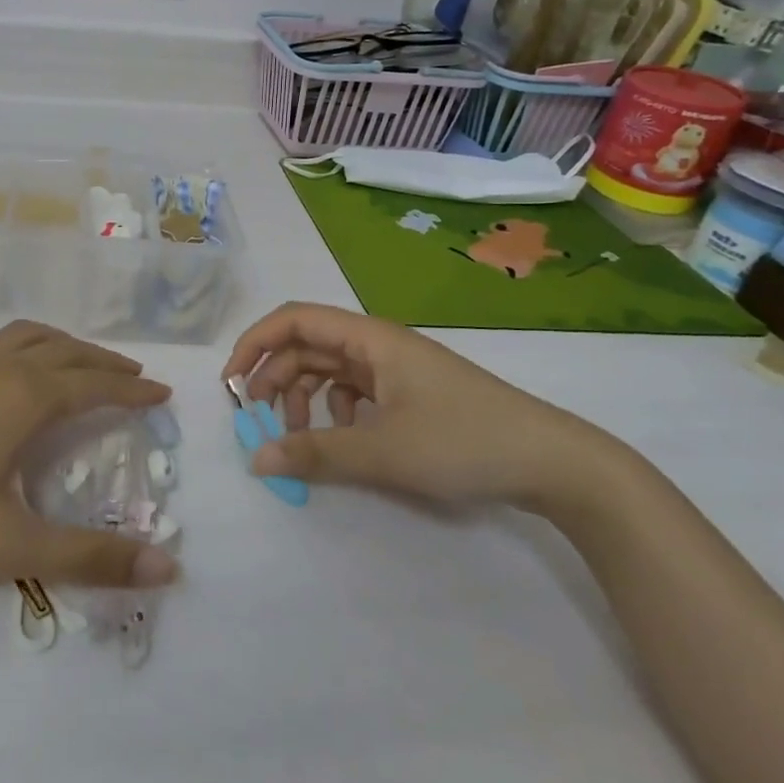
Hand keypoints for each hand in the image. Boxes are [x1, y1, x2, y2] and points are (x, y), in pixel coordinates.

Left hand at [0, 322, 179, 589]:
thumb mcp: (8, 546)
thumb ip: (88, 558)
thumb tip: (168, 569)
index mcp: (24, 396)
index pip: (94, 386)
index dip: (132, 391)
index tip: (161, 393)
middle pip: (65, 351)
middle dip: (104, 363)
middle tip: (132, 377)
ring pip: (27, 337)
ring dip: (64, 345)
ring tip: (80, 362)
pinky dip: (25, 346)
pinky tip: (10, 371)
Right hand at [222, 302, 608, 509]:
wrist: (553, 462)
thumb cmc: (463, 442)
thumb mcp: (383, 451)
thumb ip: (315, 453)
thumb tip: (255, 458)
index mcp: (370, 339)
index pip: (294, 320)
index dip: (255, 344)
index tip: (231, 385)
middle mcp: (378, 345)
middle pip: (307, 345)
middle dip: (274, 377)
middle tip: (257, 420)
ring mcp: (396, 370)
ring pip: (329, 369)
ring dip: (303, 396)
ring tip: (299, 436)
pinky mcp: (411, 394)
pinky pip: (354, 391)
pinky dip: (334, 411)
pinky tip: (344, 438)